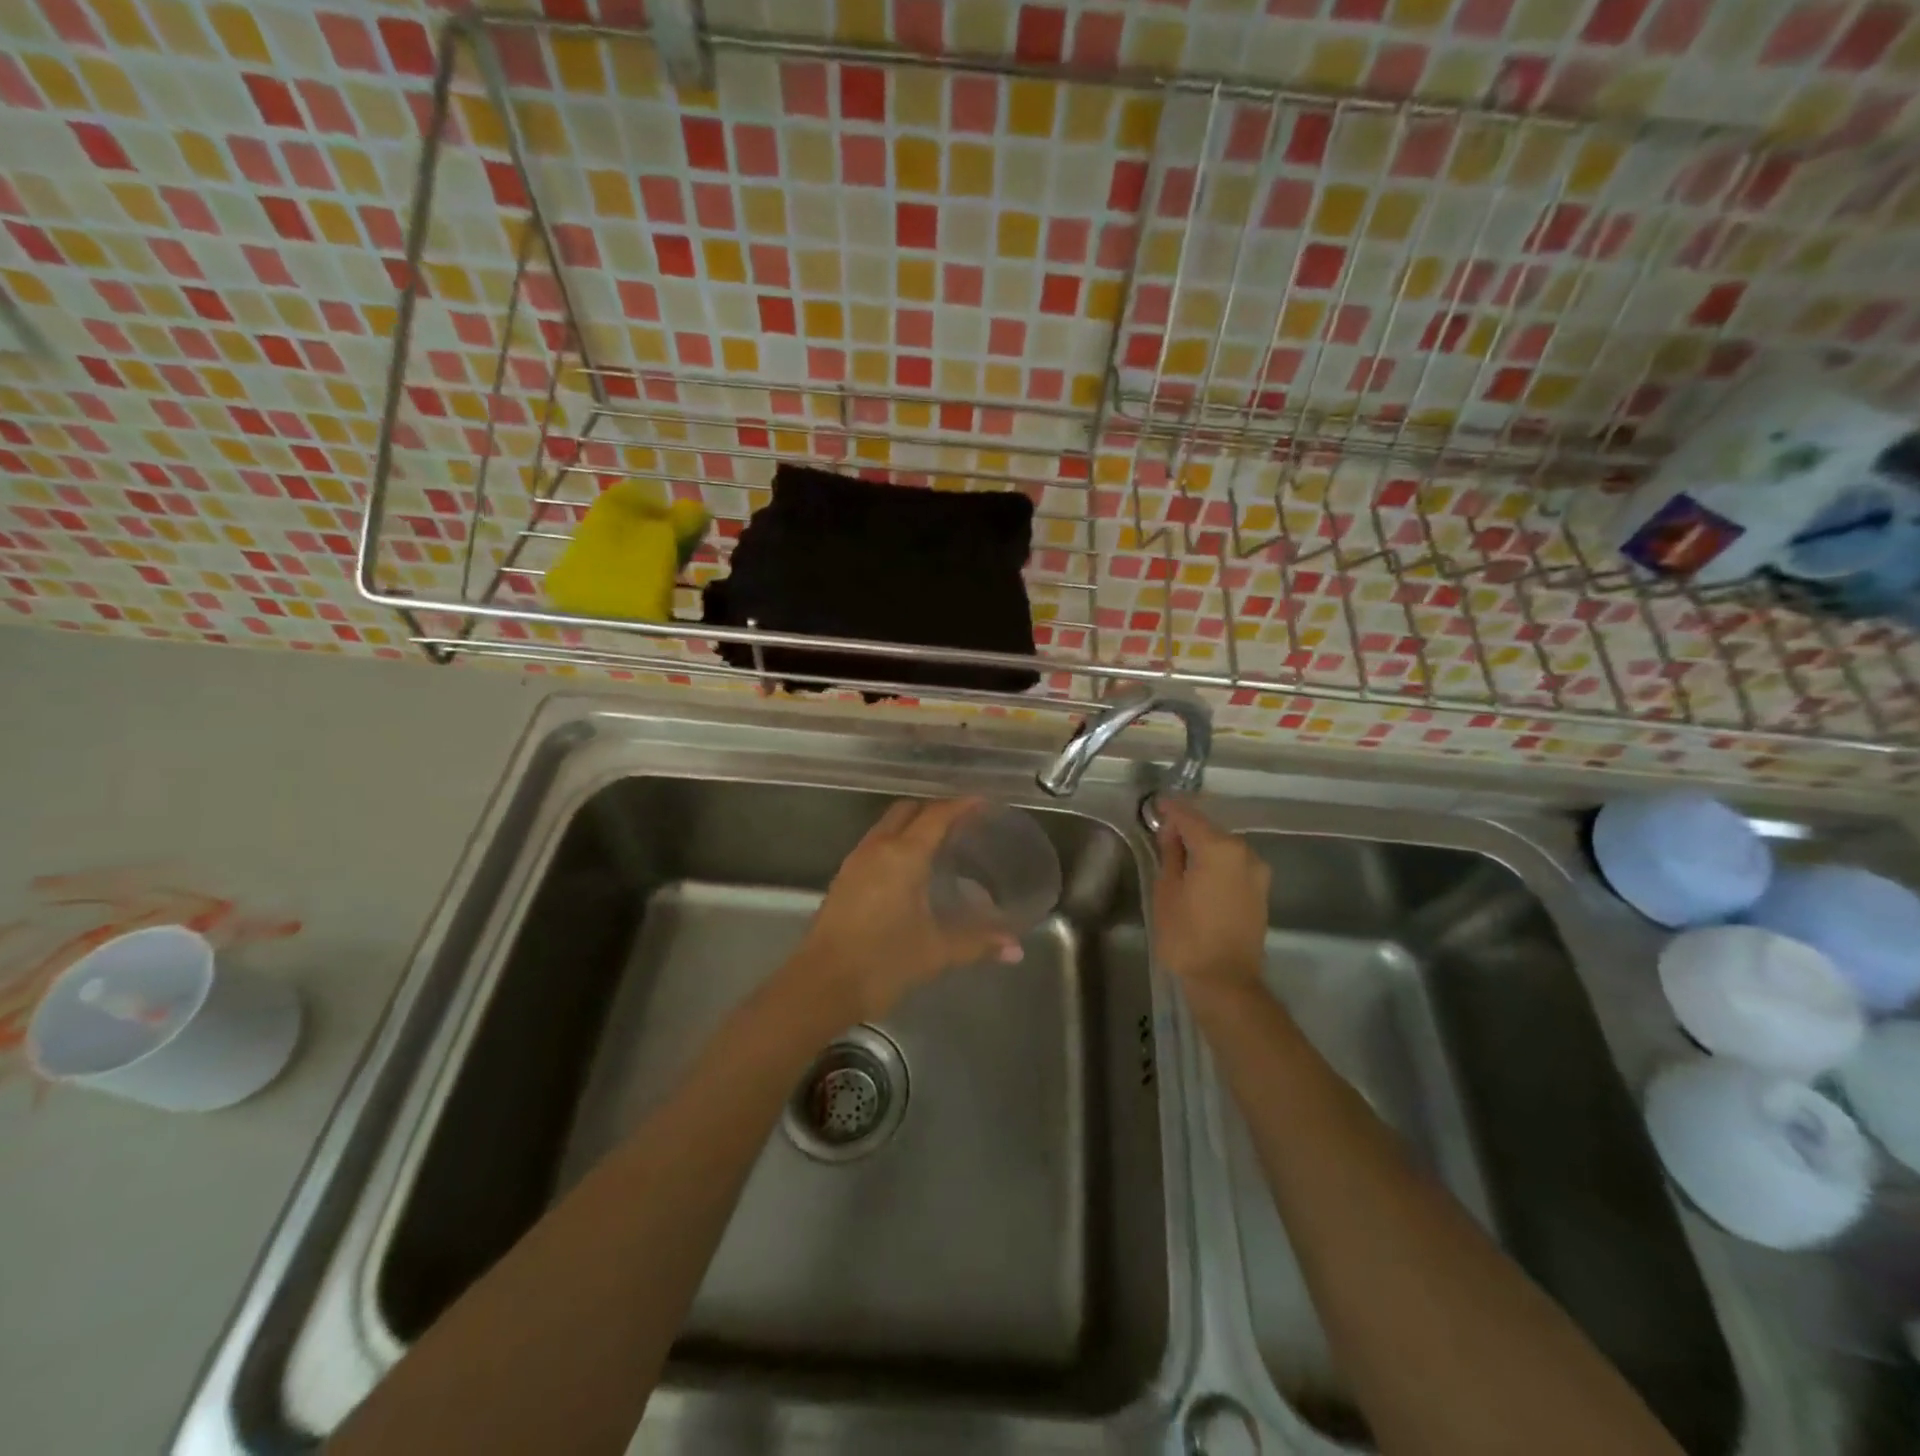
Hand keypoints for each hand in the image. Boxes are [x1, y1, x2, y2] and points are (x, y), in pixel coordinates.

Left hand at [793, 798, 1017, 1020]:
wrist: (821, 985)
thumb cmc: (882, 962)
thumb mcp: (936, 951)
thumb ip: (978, 942)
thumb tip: (1015, 948)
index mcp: (903, 855)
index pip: (936, 815)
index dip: (961, 805)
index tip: (983, 802)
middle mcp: (877, 848)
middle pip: (907, 810)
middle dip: (934, 809)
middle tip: (963, 822)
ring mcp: (856, 861)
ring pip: (887, 825)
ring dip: (912, 825)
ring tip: (939, 842)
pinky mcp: (843, 879)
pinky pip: (875, 844)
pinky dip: (895, 842)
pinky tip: (909, 869)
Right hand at [1153, 799, 1269, 992]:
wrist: (1225, 981)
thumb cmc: (1186, 935)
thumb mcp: (1166, 891)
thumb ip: (1170, 854)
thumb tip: (1172, 833)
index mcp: (1218, 848)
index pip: (1189, 817)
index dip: (1170, 809)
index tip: (1155, 804)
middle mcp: (1244, 852)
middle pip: (1210, 830)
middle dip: (1187, 829)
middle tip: (1162, 834)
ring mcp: (1257, 872)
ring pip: (1224, 848)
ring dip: (1203, 847)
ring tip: (1179, 855)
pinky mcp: (1261, 891)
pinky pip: (1234, 865)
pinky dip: (1216, 863)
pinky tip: (1199, 873)